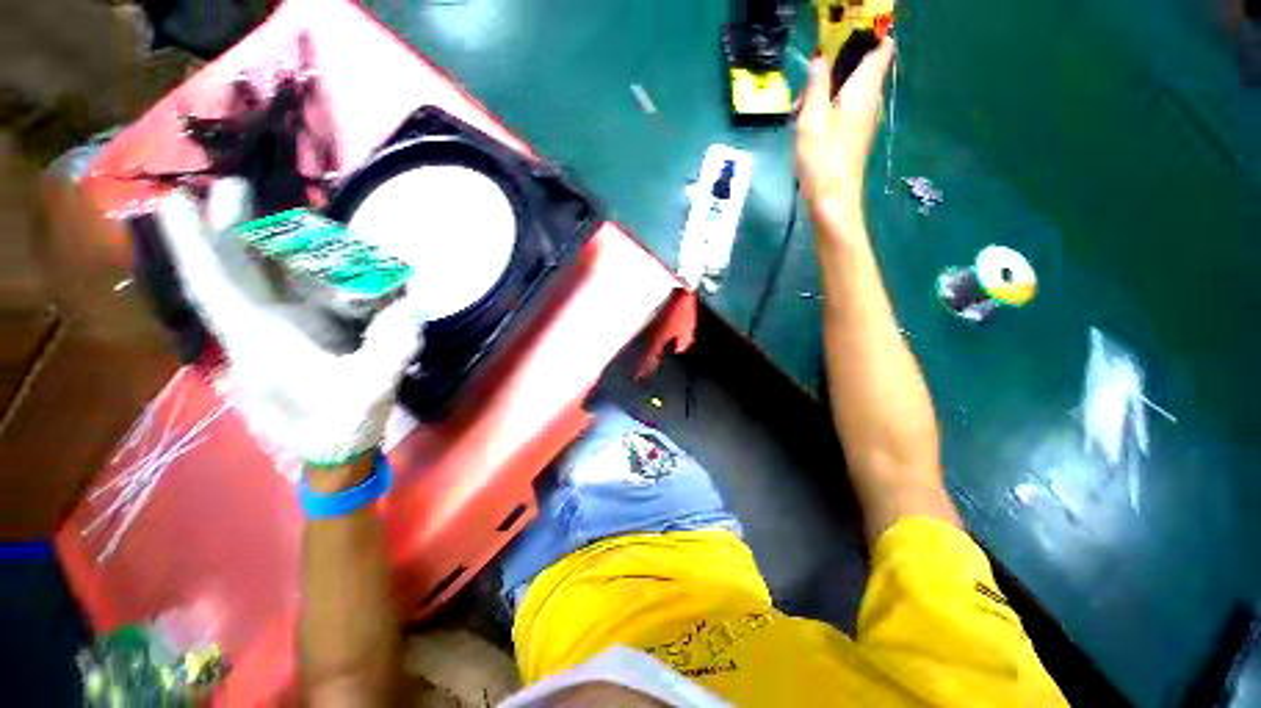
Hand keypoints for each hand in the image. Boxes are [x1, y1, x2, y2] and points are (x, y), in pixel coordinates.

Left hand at [155, 180, 421, 468]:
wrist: (338, 448)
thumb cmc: (342, 424)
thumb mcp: (372, 390)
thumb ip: (390, 349)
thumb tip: (409, 306)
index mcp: (262, 344)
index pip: (216, 290)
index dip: (191, 246)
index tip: (173, 201)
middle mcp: (261, 329)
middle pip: (233, 274)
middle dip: (229, 230)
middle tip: (235, 187)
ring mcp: (281, 329)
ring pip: (263, 278)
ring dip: (268, 243)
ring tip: (286, 213)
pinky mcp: (302, 332)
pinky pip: (292, 290)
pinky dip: (298, 266)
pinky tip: (314, 252)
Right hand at [796, 39, 895, 234]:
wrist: (833, 202)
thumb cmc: (822, 160)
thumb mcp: (811, 119)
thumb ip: (816, 86)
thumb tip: (821, 58)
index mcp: (864, 89)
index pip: (882, 47)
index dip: (873, 32)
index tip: (850, 27)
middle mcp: (869, 100)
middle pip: (864, 65)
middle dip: (839, 60)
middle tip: (811, 70)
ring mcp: (862, 120)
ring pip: (850, 88)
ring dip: (827, 86)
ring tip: (800, 103)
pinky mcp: (853, 136)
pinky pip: (843, 107)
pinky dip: (827, 105)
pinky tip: (805, 120)